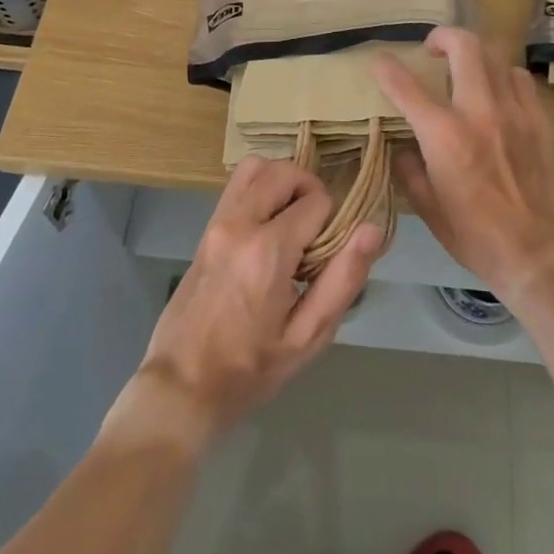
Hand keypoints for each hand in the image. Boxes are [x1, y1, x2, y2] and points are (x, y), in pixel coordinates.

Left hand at [130, 157, 382, 448]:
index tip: (327, 257)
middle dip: (311, 191)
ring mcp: (217, 222)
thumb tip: (373, 229)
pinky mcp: (205, 227)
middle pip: (285, 172)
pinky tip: (269, 226)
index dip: (333, 223)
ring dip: (283, 183)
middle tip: (317, 233)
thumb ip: (343, 279)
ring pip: (257, 167)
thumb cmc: (249, 370)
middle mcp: (239, 223)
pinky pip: (237, 185)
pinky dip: (260, 188)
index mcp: (267, 252)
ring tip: (293, 222)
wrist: (181, 387)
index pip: (317, 201)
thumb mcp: (307, 337)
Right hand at [374, 27, 553, 301]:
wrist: (539, 252)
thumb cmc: (476, 236)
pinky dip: (502, 73)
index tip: (379, 61)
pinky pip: (520, 78)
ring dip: (473, 53)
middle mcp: (479, 111)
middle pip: (464, 46)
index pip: (406, 86)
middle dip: (442, 36)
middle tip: (432, 48)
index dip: (387, 68)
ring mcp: (513, 111)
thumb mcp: (429, 209)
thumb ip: (411, 171)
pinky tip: (497, 89)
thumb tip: (405, 149)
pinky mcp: (538, 120)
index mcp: (444, 135)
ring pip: (495, 55)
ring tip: (464, 66)